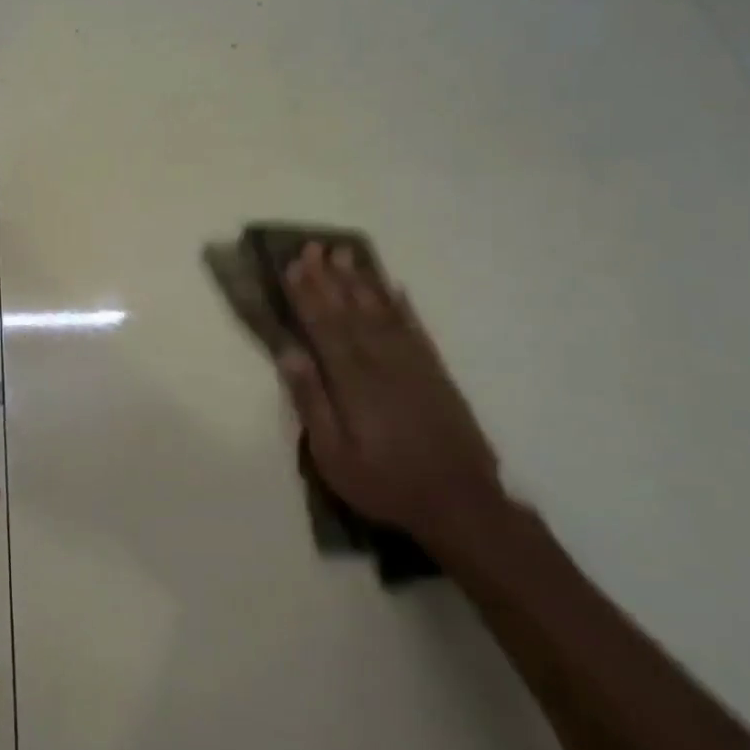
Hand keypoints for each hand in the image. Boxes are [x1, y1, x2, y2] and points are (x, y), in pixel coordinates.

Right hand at [277, 243, 503, 546]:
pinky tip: (393, 289)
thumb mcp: (333, 454)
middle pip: (350, 311)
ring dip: (361, 282)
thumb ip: (312, 402)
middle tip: (314, 246)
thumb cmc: (385, 483)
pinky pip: (416, 329)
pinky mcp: (436, 373)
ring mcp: (414, 365)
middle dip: (329, 278)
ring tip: (346, 254)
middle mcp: (383, 362)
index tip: (293, 266)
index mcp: (353, 381)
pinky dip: (402, 306)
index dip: (307, 296)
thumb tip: (290, 354)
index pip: (324, 328)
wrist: (460, 503)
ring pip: (382, 312)